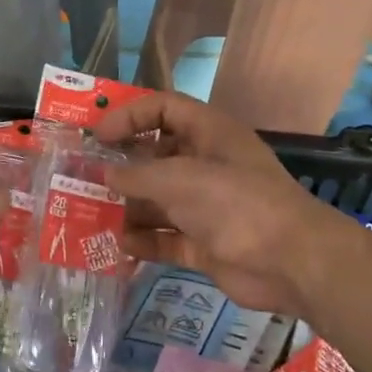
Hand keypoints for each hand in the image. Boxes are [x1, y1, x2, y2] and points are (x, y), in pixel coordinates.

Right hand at [95, 91, 338, 316]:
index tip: (97, 135)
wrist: (291, 262)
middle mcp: (205, 166)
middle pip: (155, 157)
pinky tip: (116, 246)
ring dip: (126, 208)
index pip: (164, 108)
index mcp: (208, 134)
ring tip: (88, 216)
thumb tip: (103, 173)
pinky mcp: (203, 244)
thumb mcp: (180, 180)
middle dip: (120, 167)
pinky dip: (142, 242)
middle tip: (81, 178)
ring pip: (156, 201)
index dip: (129, 115)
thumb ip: (136, 174)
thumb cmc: (236, 204)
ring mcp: (205, 207)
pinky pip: (164, 238)